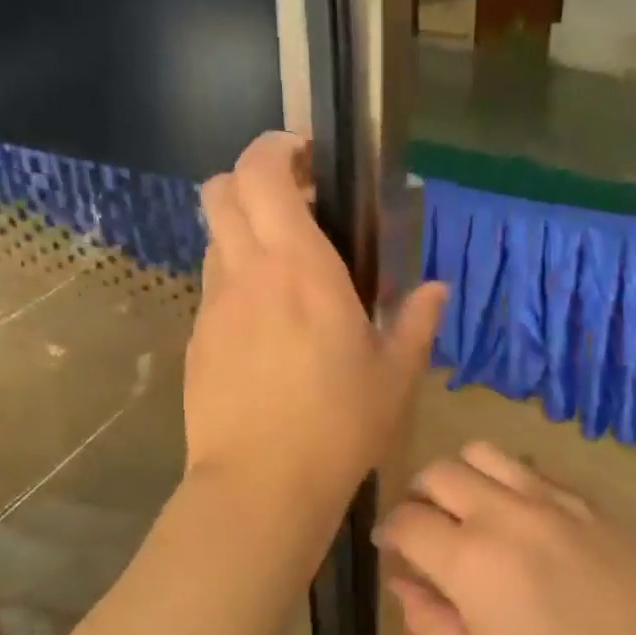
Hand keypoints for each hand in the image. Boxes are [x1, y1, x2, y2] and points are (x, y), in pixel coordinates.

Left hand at [186, 131, 447, 510]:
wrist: (260, 485)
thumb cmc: (337, 426)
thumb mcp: (393, 377)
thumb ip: (416, 323)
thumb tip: (438, 290)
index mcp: (300, 268)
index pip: (262, 173)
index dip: (276, 149)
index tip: (307, 158)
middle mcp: (247, 273)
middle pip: (220, 191)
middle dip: (252, 179)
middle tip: (296, 206)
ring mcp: (214, 307)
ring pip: (214, 238)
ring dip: (243, 232)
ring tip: (284, 269)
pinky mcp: (197, 341)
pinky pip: (213, 288)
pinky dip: (236, 281)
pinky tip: (266, 325)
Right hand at [376, 442, 635, 634]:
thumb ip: (429, 622)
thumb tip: (401, 583)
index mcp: (469, 560)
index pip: (406, 520)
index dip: (388, 531)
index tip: (390, 547)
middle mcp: (502, 513)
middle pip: (437, 472)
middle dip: (417, 496)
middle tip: (425, 528)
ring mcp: (547, 497)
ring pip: (481, 453)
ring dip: (460, 475)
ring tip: (468, 510)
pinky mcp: (583, 498)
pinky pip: (529, 467)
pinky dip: (506, 480)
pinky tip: (520, 518)